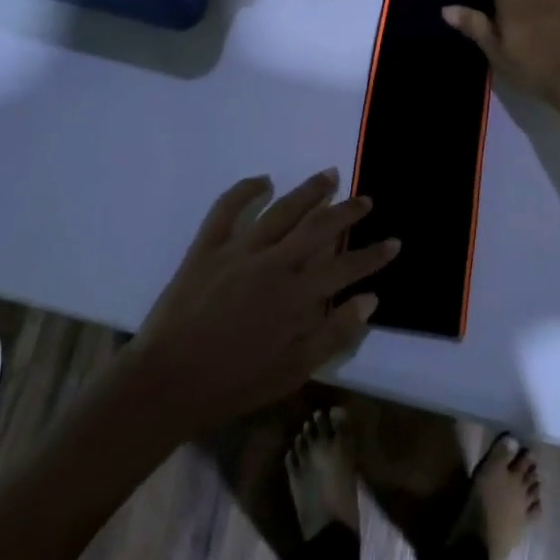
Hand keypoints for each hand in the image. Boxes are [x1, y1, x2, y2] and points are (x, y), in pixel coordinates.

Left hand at [128, 170, 397, 433]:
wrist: (166, 382)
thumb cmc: (234, 383)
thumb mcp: (292, 371)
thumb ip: (334, 334)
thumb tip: (369, 300)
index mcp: (295, 297)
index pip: (345, 267)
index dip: (373, 255)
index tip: (394, 241)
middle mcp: (272, 264)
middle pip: (317, 227)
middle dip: (346, 211)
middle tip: (366, 199)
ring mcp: (237, 251)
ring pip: (280, 211)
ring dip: (308, 191)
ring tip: (329, 175)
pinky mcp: (206, 248)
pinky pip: (226, 209)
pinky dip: (245, 190)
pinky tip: (263, 181)